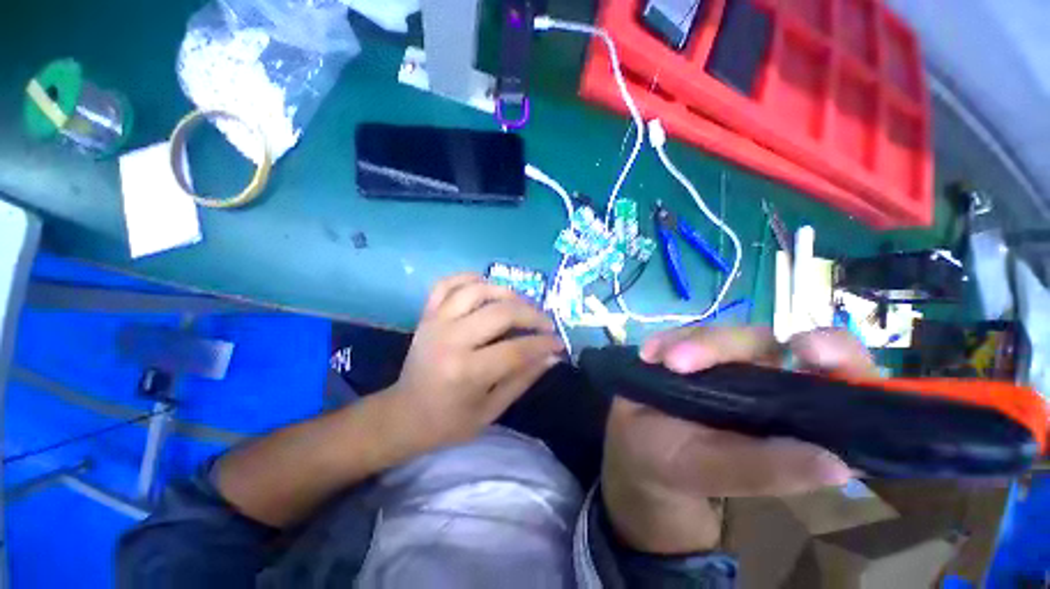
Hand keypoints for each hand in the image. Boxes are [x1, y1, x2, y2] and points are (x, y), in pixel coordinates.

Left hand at [386, 273, 563, 452]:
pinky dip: (469, 278)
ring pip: (477, 290)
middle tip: (546, 323)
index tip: (559, 343)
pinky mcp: (427, 314)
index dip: (543, 344)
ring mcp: (436, 322)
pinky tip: (486, 286)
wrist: (404, 414)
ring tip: (521, 304)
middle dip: (532, 315)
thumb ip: (523, 379)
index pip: (516, 349)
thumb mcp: (491, 410)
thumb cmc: (449, 421)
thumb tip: (552, 356)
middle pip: (501, 313)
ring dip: (506, 292)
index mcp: (466, 372)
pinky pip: (447, 283)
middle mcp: (451, 340)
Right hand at [601, 326, 873, 553]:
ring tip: (659, 361)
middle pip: (760, 341)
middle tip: (679, 362)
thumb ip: (765, 470)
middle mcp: (762, 379)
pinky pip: (681, 334)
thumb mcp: (714, 472)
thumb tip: (839, 466)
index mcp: (788, 414)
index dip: (837, 354)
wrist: (634, 445)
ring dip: (688, 343)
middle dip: (721, 345)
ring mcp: (722, 361)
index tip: (808, 350)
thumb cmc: (675, 465)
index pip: (835, 374)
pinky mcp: (688, 349)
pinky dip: (665, 340)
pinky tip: (648, 355)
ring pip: (717, 334)